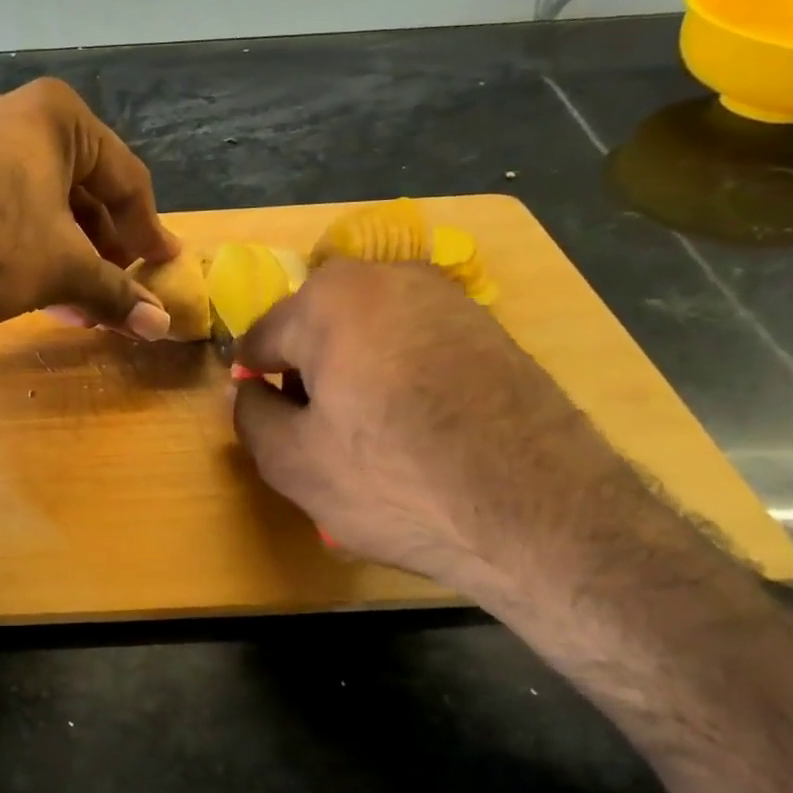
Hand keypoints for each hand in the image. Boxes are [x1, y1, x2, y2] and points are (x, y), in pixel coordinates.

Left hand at [0, 77, 180, 332]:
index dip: (149, 230)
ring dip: (72, 259)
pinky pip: (11, 213)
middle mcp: (16, 119)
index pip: (125, 178)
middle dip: (105, 250)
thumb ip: (116, 293)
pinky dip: (34, 252)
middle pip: (84, 191)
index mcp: (56, 117)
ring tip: (86, 306)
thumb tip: (161, 327)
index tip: (164, 267)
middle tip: (123, 290)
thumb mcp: (63, 269)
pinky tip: (46, 297)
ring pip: (47, 208)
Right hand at [232, 260, 647, 597]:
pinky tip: (416, 428)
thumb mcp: (290, 461)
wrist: (543, 514)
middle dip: (307, 375)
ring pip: (367, 335)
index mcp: (330, 299)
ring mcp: (448, 298)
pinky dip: (400, 377)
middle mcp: (389, 278)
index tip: (269, 424)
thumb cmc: (395, 481)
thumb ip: (248, 414)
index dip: (255, 385)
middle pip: (316, 330)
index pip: (261, 339)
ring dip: (353, 375)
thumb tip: (250, 390)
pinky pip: (415, 345)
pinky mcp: (490, 328)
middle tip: (319, 435)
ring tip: (370, 436)